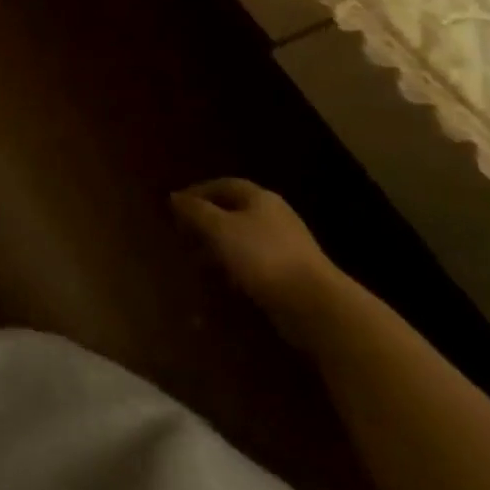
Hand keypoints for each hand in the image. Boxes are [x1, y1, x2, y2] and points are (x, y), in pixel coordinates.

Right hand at [173, 179, 343, 337]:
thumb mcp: (220, 229)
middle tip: (183, 235)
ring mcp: (285, 246)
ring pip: (242, 239)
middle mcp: (274, 216)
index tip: (175, 206)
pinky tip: (224, 282)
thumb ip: (195, 211)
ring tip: (197, 262)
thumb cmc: (262, 256)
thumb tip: (174, 196)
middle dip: (206, 222)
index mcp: (260, 199)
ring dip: (218, 248)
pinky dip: (235, 268)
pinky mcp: (290, 274)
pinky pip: (254, 263)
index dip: (198, 192)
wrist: (315, 304)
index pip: (224, 185)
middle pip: (233, 211)